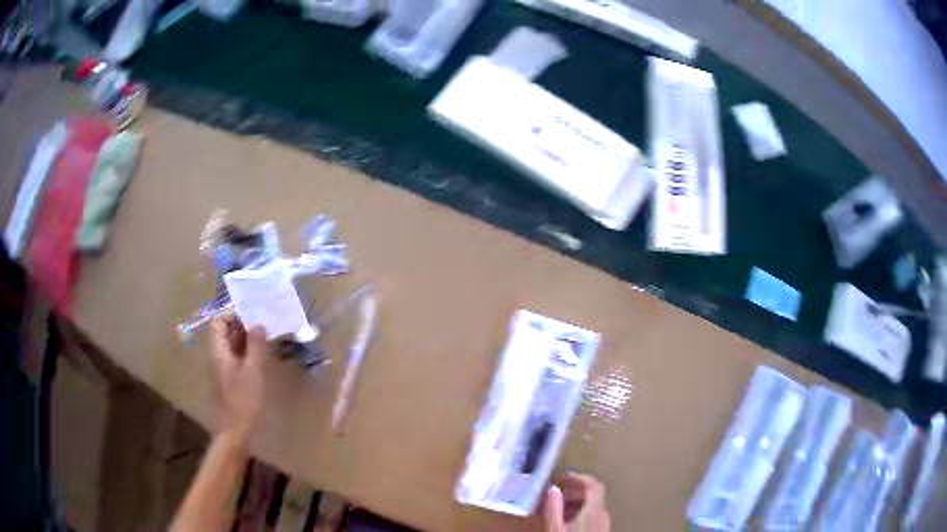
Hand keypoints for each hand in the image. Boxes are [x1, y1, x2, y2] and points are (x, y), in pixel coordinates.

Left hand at [210, 315, 267, 442]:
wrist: (234, 430)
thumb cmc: (243, 399)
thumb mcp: (253, 371)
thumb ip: (255, 345)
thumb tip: (258, 323)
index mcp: (219, 350)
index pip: (219, 322)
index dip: (233, 314)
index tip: (252, 313)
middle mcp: (218, 355)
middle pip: (226, 332)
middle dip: (243, 324)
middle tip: (264, 322)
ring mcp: (224, 368)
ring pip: (233, 345)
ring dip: (247, 338)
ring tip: (267, 336)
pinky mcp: (231, 379)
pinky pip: (238, 357)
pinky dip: (248, 352)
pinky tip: (263, 356)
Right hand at [543, 473, 610, 531]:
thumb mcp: (556, 527)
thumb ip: (554, 507)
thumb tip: (552, 488)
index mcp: (595, 509)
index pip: (594, 484)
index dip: (580, 477)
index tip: (564, 475)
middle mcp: (603, 512)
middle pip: (593, 494)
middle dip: (574, 490)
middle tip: (557, 492)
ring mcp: (604, 522)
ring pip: (592, 504)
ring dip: (576, 501)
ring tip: (559, 506)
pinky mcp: (602, 529)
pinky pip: (593, 514)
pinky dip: (580, 511)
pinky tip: (567, 518)